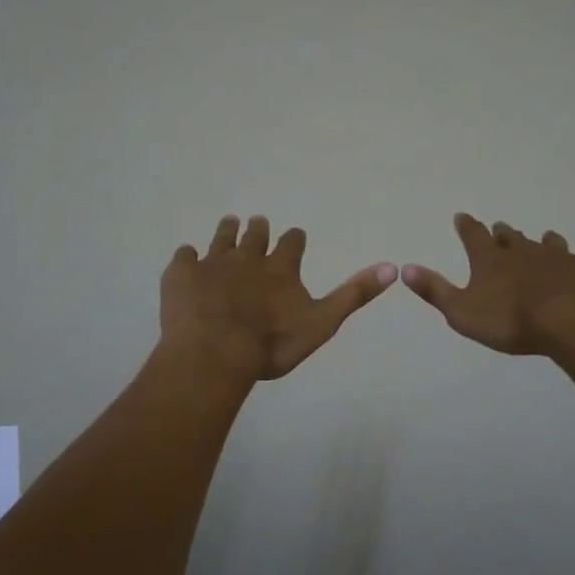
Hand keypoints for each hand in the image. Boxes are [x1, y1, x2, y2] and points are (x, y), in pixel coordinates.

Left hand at [161, 216, 397, 381]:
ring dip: (227, 230)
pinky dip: (187, 257)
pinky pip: (183, 256)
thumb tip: (392, 268)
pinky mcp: (181, 274)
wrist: (215, 353)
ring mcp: (212, 263)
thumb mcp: (322, 323)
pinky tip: (186, 259)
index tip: (294, 235)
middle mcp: (247, 258)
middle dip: (258, 229)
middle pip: (255, 235)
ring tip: (229, 223)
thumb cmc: (272, 344)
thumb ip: (353, 295)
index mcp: (281, 268)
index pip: (292, 243)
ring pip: (221, 238)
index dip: (294, 239)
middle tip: (257, 221)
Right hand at [403, 214, 574, 356]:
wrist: (571, 322)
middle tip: (500, 230)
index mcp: (490, 258)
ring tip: (544, 240)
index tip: (461, 217)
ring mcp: (558, 255)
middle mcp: (522, 249)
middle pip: (510, 235)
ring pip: (548, 241)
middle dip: (503, 233)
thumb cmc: (510, 321)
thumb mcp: (461, 312)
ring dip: (543, 241)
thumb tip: (404, 268)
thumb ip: (434, 290)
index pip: (473, 234)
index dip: (466, 225)